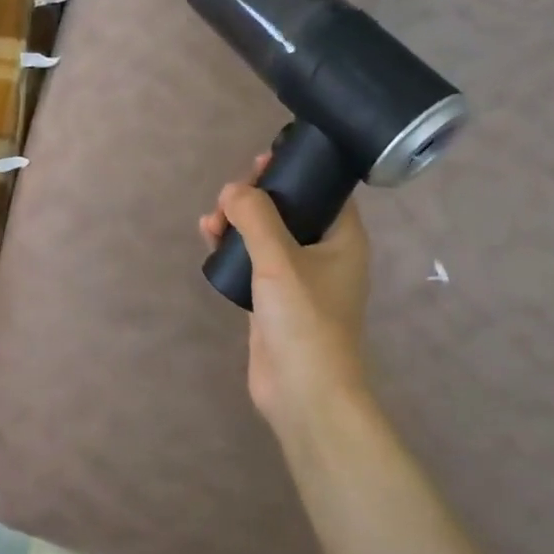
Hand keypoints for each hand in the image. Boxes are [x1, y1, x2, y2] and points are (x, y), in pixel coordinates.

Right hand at [199, 153, 373, 445]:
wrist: (303, 392)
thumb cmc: (305, 320)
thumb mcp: (280, 260)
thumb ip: (255, 217)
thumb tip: (231, 191)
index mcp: (343, 238)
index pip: (322, 189)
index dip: (294, 170)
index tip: (260, 162)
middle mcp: (324, 254)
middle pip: (289, 209)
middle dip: (256, 197)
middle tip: (229, 197)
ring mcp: (297, 279)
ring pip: (266, 235)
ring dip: (239, 222)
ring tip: (211, 222)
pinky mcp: (273, 300)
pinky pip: (252, 261)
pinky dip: (232, 248)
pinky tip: (210, 240)